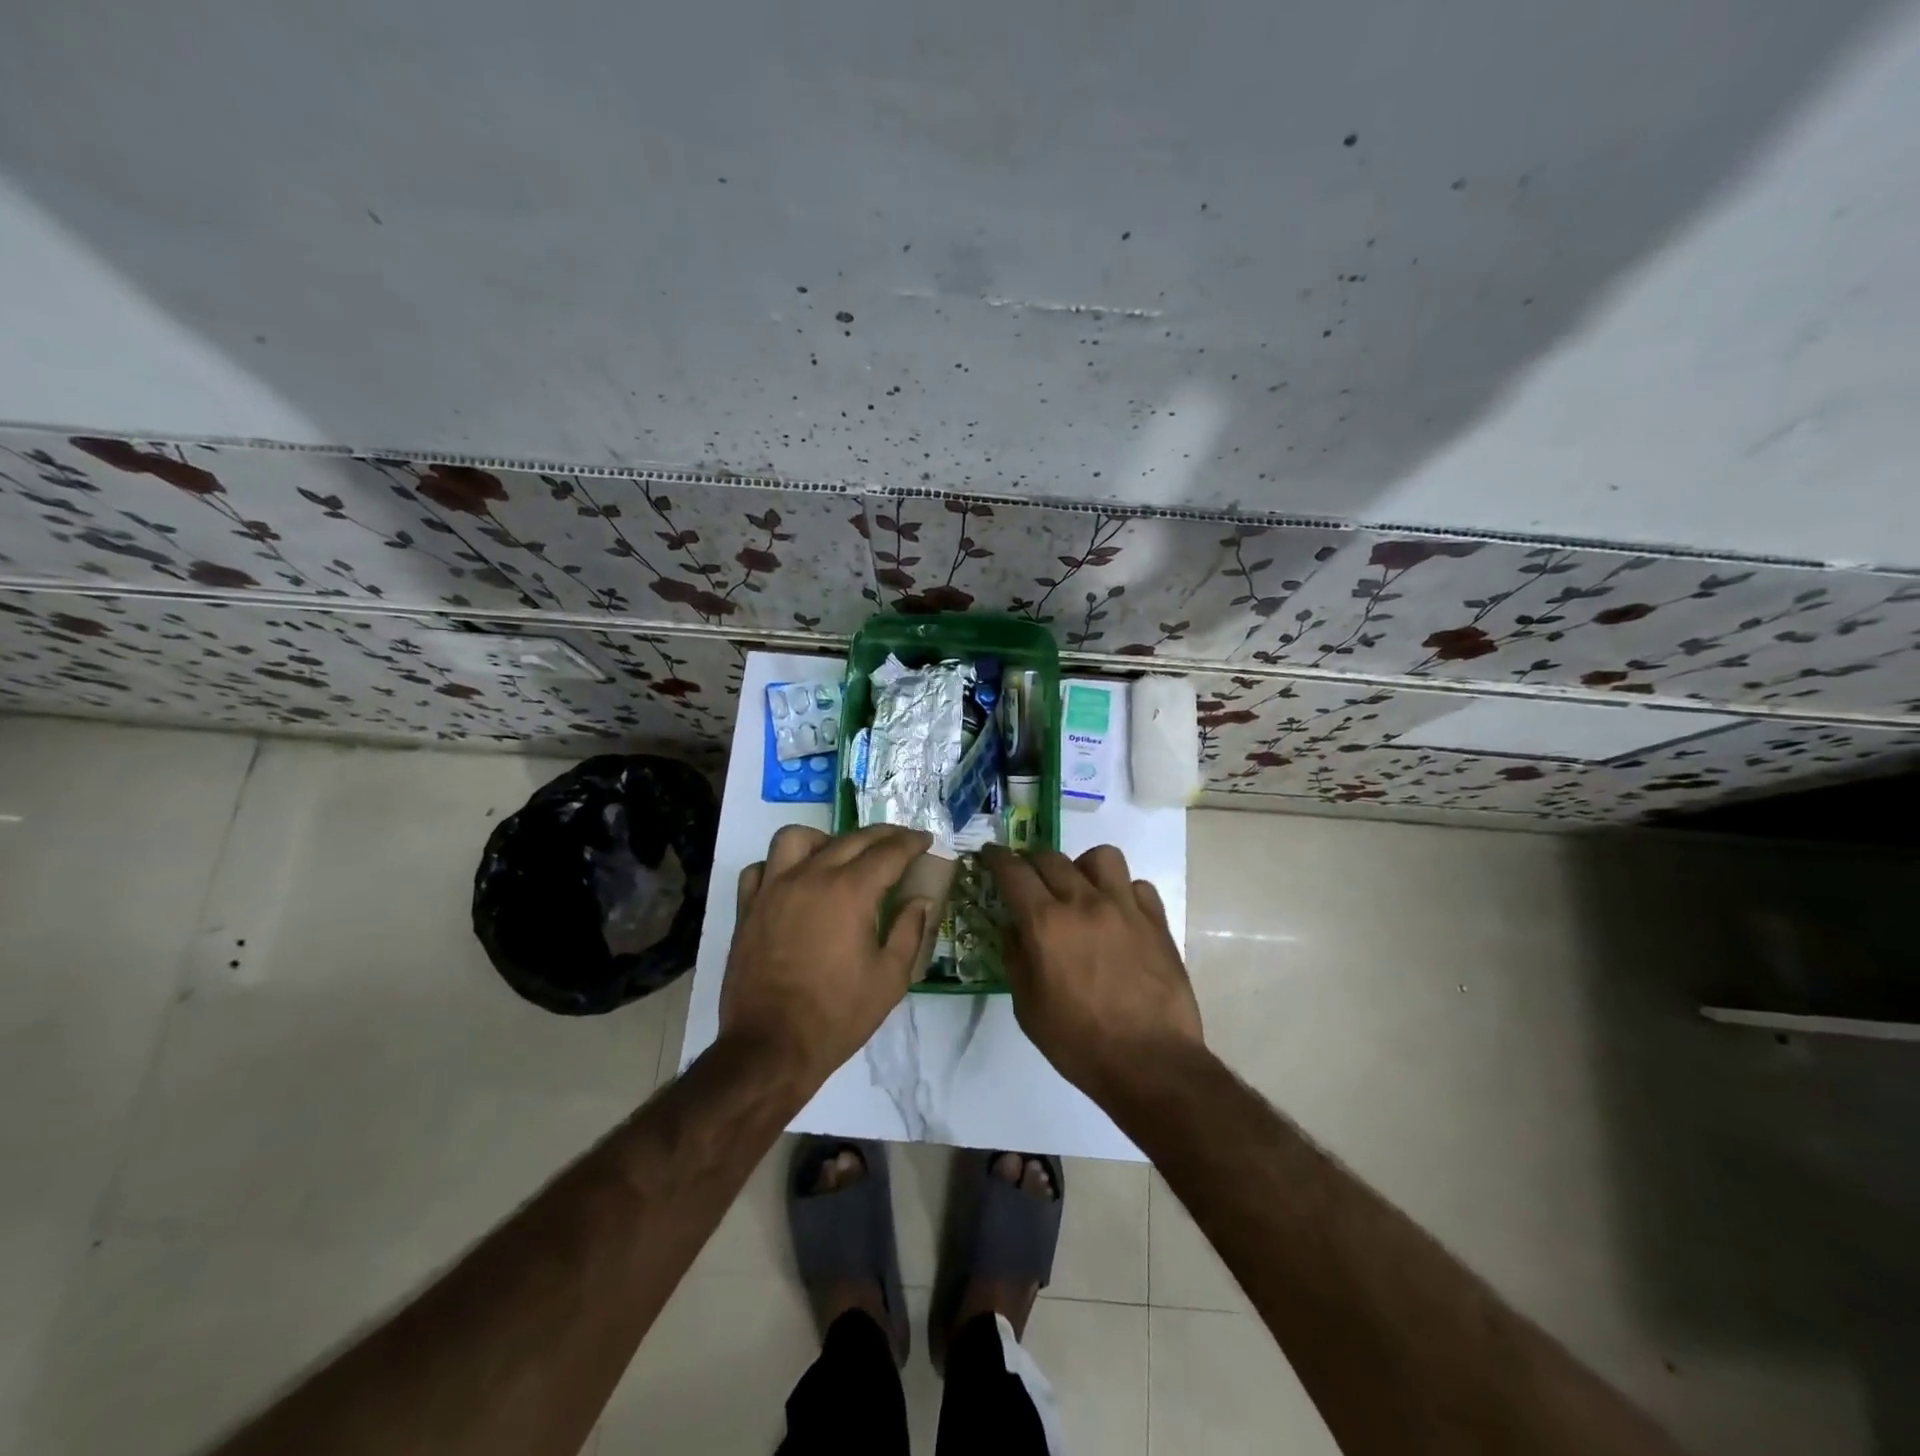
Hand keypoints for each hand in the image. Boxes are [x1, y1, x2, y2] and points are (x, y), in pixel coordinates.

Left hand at [721, 824, 933, 1088]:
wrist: (771, 1047)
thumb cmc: (838, 1016)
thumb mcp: (890, 979)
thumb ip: (910, 931)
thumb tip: (920, 900)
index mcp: (850, 892)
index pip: (888, 852)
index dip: (911, 842)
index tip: (925, 839)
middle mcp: (810, 878)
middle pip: (850, 839)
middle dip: (881, 835)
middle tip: (899, 843)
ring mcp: (773, 889)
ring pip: (796, 838)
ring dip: (824, 840)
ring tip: (838, 856)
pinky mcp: (747, 908)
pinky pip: (761, 868)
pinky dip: (779, 867)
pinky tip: (794, 882)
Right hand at [982, 843, 1203, 1102]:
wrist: (1151, 1063)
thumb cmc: (1079, 1043)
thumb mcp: (1028, 1009)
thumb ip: (1016, 959)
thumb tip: (1013, 928)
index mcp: (1046, 923)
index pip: (1014, 872)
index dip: (996, 858)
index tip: (989, 854)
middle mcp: (1084, 903)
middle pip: (1052, 857)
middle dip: (1032, 862)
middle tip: (1028, 879)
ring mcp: (1125, 908)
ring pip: (1101, 857)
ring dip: (1082, 866)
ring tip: (1080, 889)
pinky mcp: (1156, 921)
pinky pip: (1137, 885)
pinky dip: (1122, 892)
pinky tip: (1118, 914)